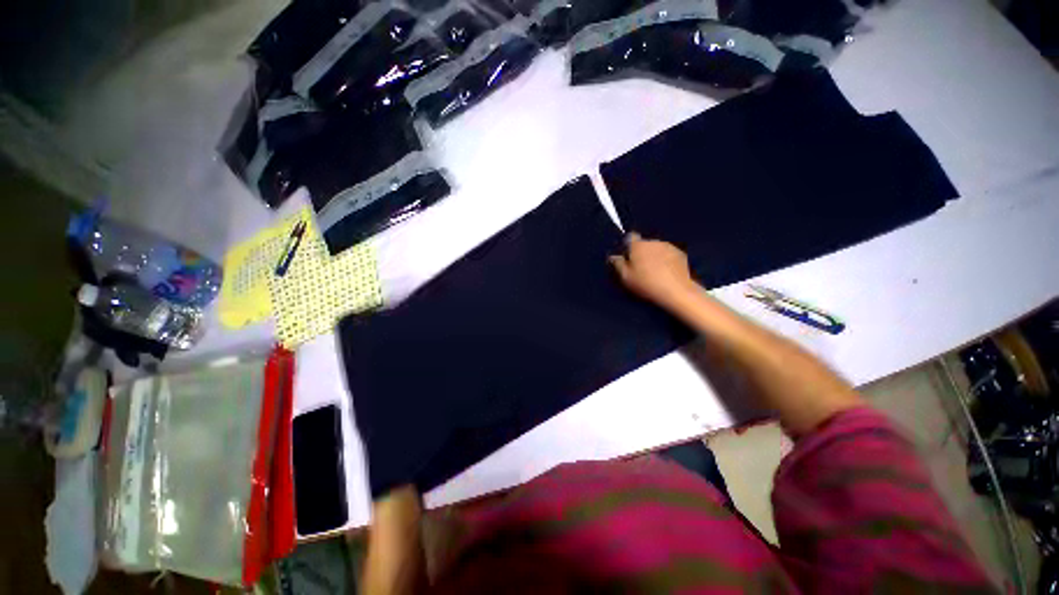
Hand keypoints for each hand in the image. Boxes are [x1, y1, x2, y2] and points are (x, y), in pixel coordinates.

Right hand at [609, 232, 695, 308]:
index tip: (627, 258)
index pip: (630, 237)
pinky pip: (668, 254)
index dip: (627, 246)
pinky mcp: (681, 254)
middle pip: (643, 243)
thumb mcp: (625, 277)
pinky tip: (666, 273)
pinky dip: (666, 260)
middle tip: (639, 268)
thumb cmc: (646, 283)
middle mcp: (653, 241)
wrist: (677, 291)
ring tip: (654, 272)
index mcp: (638, 245)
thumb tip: (613, 256)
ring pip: (656, 248)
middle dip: (641, 252)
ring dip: (654, 256)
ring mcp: (669, 246)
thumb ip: (617, 264)